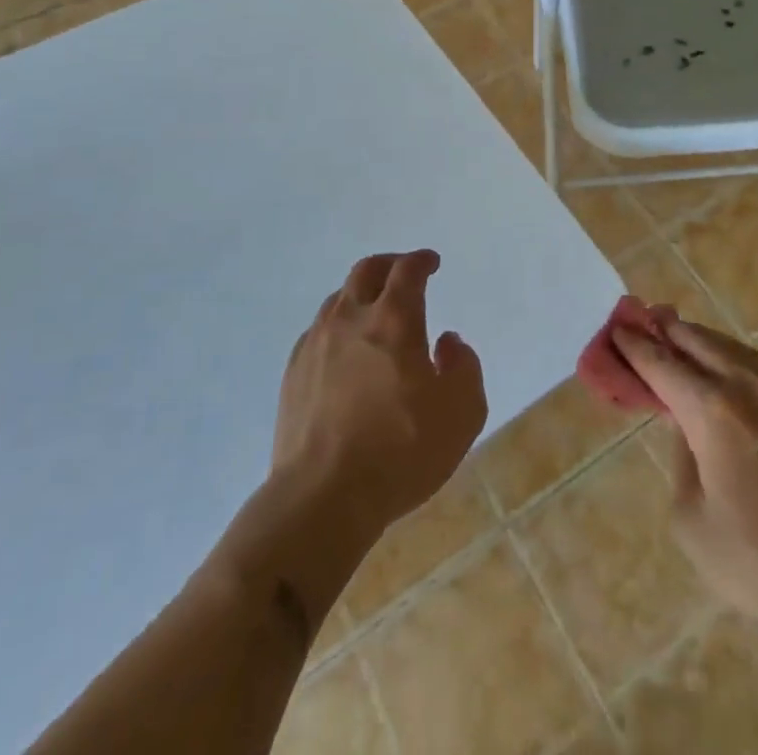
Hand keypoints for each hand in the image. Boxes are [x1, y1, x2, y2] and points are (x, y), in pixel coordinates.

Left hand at [273, 250, 486, 536]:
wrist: (321, 498)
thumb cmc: (401, 452)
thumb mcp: (462, 412)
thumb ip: (464, 367)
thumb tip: (447, 342)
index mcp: (394, 320)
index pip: (407, 270)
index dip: (421, 260)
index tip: (431, 263)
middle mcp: (351, 319)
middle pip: (366, 271)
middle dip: (389, 265)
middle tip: (403, 273)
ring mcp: (315, 345)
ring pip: (338, 299)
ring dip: (361, 295)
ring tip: (375, 312)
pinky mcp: (293, 374)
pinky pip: (317, 332)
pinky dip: (338, 327)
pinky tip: (345, 351)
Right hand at [615, 317, 757, 645]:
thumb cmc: (757, 564)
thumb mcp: (692, 520)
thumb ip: (681, 459)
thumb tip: (687, 428)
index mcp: (713, 412)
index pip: (664, 366)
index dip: (637, 347)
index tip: (618, 329)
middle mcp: (747, 391)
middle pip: (700, 343)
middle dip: (669, 330)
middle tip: (644, 317)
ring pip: (734, 350)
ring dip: (702, 339)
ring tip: (680, 333)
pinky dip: (732, 360)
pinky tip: (725, 371)